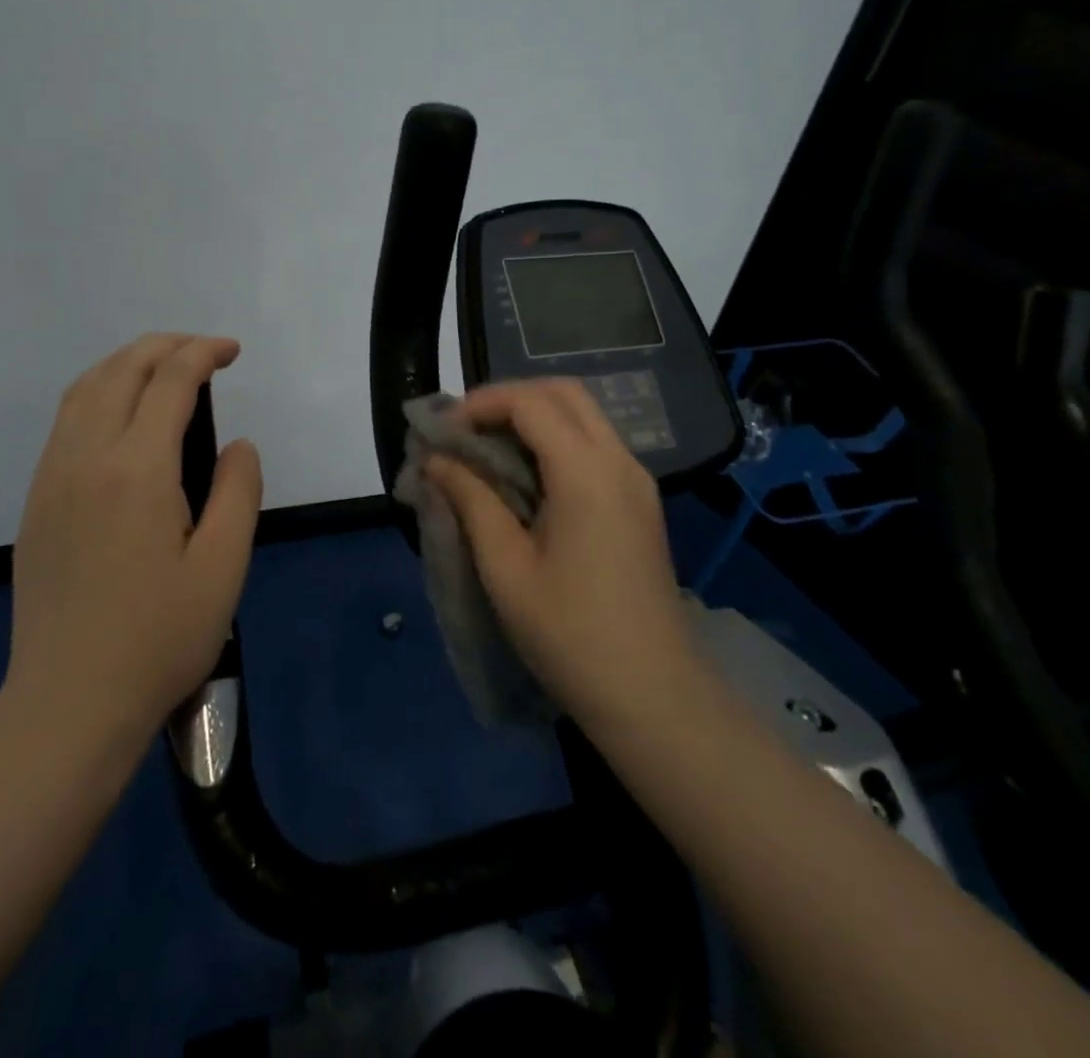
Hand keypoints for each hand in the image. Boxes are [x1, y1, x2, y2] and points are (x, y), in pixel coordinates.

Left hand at [5, 334, 262, 744]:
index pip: (170, 381)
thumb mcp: (223, 567)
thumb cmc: (159, 638)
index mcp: (137, 469)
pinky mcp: (37, 502)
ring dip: (126, 363)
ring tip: (164, 370)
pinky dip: (98, 393)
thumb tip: (238, 444)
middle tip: (204, 351)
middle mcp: (86, 458)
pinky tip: (122, 417)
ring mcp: (52, 478)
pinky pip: (66, 422)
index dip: (204, 353)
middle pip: (121, 370)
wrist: (68, 701)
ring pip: (84, 390)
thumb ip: (239, 492)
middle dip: (165, 346)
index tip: (232, 351)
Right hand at [423, 379, 702, 733]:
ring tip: (485, 450)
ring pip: (582, 415)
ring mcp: (636, 481)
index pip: (530, 402)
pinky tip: (523, 476)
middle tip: (463, 430)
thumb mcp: (506, 567)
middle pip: (563, 393)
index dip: (479, 405)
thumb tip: (435, 460)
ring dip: (531, 417)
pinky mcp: (639, 502)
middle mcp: (619, 462)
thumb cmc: (570, 635)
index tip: (441, 432)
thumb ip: (471, 501)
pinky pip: (594, 445)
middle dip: (508, 399)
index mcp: (587, 473)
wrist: (654, 696)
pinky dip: (554, 440)